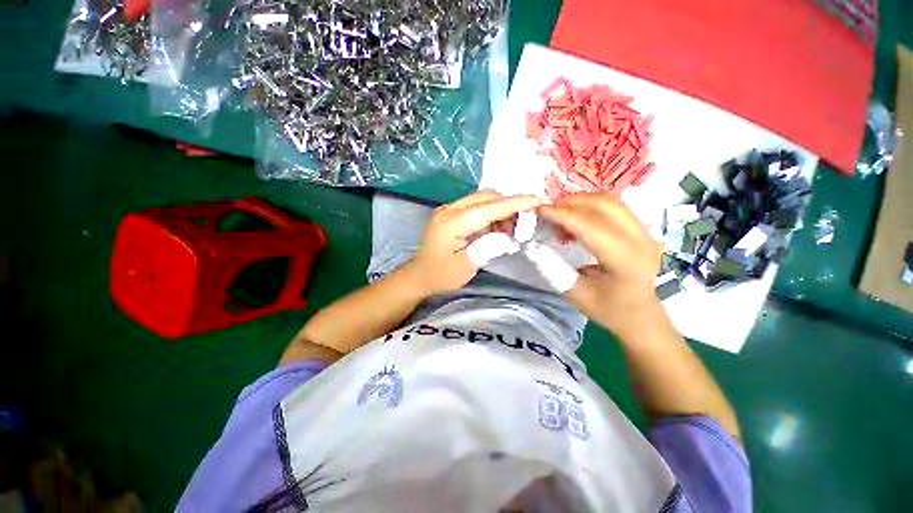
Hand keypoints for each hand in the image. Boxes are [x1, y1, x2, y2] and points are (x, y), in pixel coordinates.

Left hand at [410, 191, 542, 294]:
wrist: (420, 275)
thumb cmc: (441, 275)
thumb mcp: (467, 266)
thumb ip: (488, 247)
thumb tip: (507, 235)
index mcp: (453, 222)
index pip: (490, 207)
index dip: (515, 203)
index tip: (538, 200)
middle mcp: (450, 209)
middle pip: (487, 196)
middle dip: (508, 207)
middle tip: (520, 227)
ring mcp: (449, 209)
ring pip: (483, 199)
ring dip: (500, 210)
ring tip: (507, 231)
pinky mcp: (451, 213)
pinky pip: (476, 205)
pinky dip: (490, 213)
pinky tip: (495, 229)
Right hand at [537, 192, 663, 338]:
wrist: (641, 315)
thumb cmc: (609, 309)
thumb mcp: (575, 294)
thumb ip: (553, 268)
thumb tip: (534, 246)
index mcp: (625, 260)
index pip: (590, 226)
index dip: (562, 215)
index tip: (539, 210)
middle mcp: (640, 240)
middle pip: (604, 205)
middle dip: (571, 202)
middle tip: (547, 211)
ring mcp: (645, 232)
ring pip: (610, 201)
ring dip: (581, 201)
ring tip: (560, 212)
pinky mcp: (642, 229)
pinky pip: (615, 207)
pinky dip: (591, 206)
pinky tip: (577, 217)